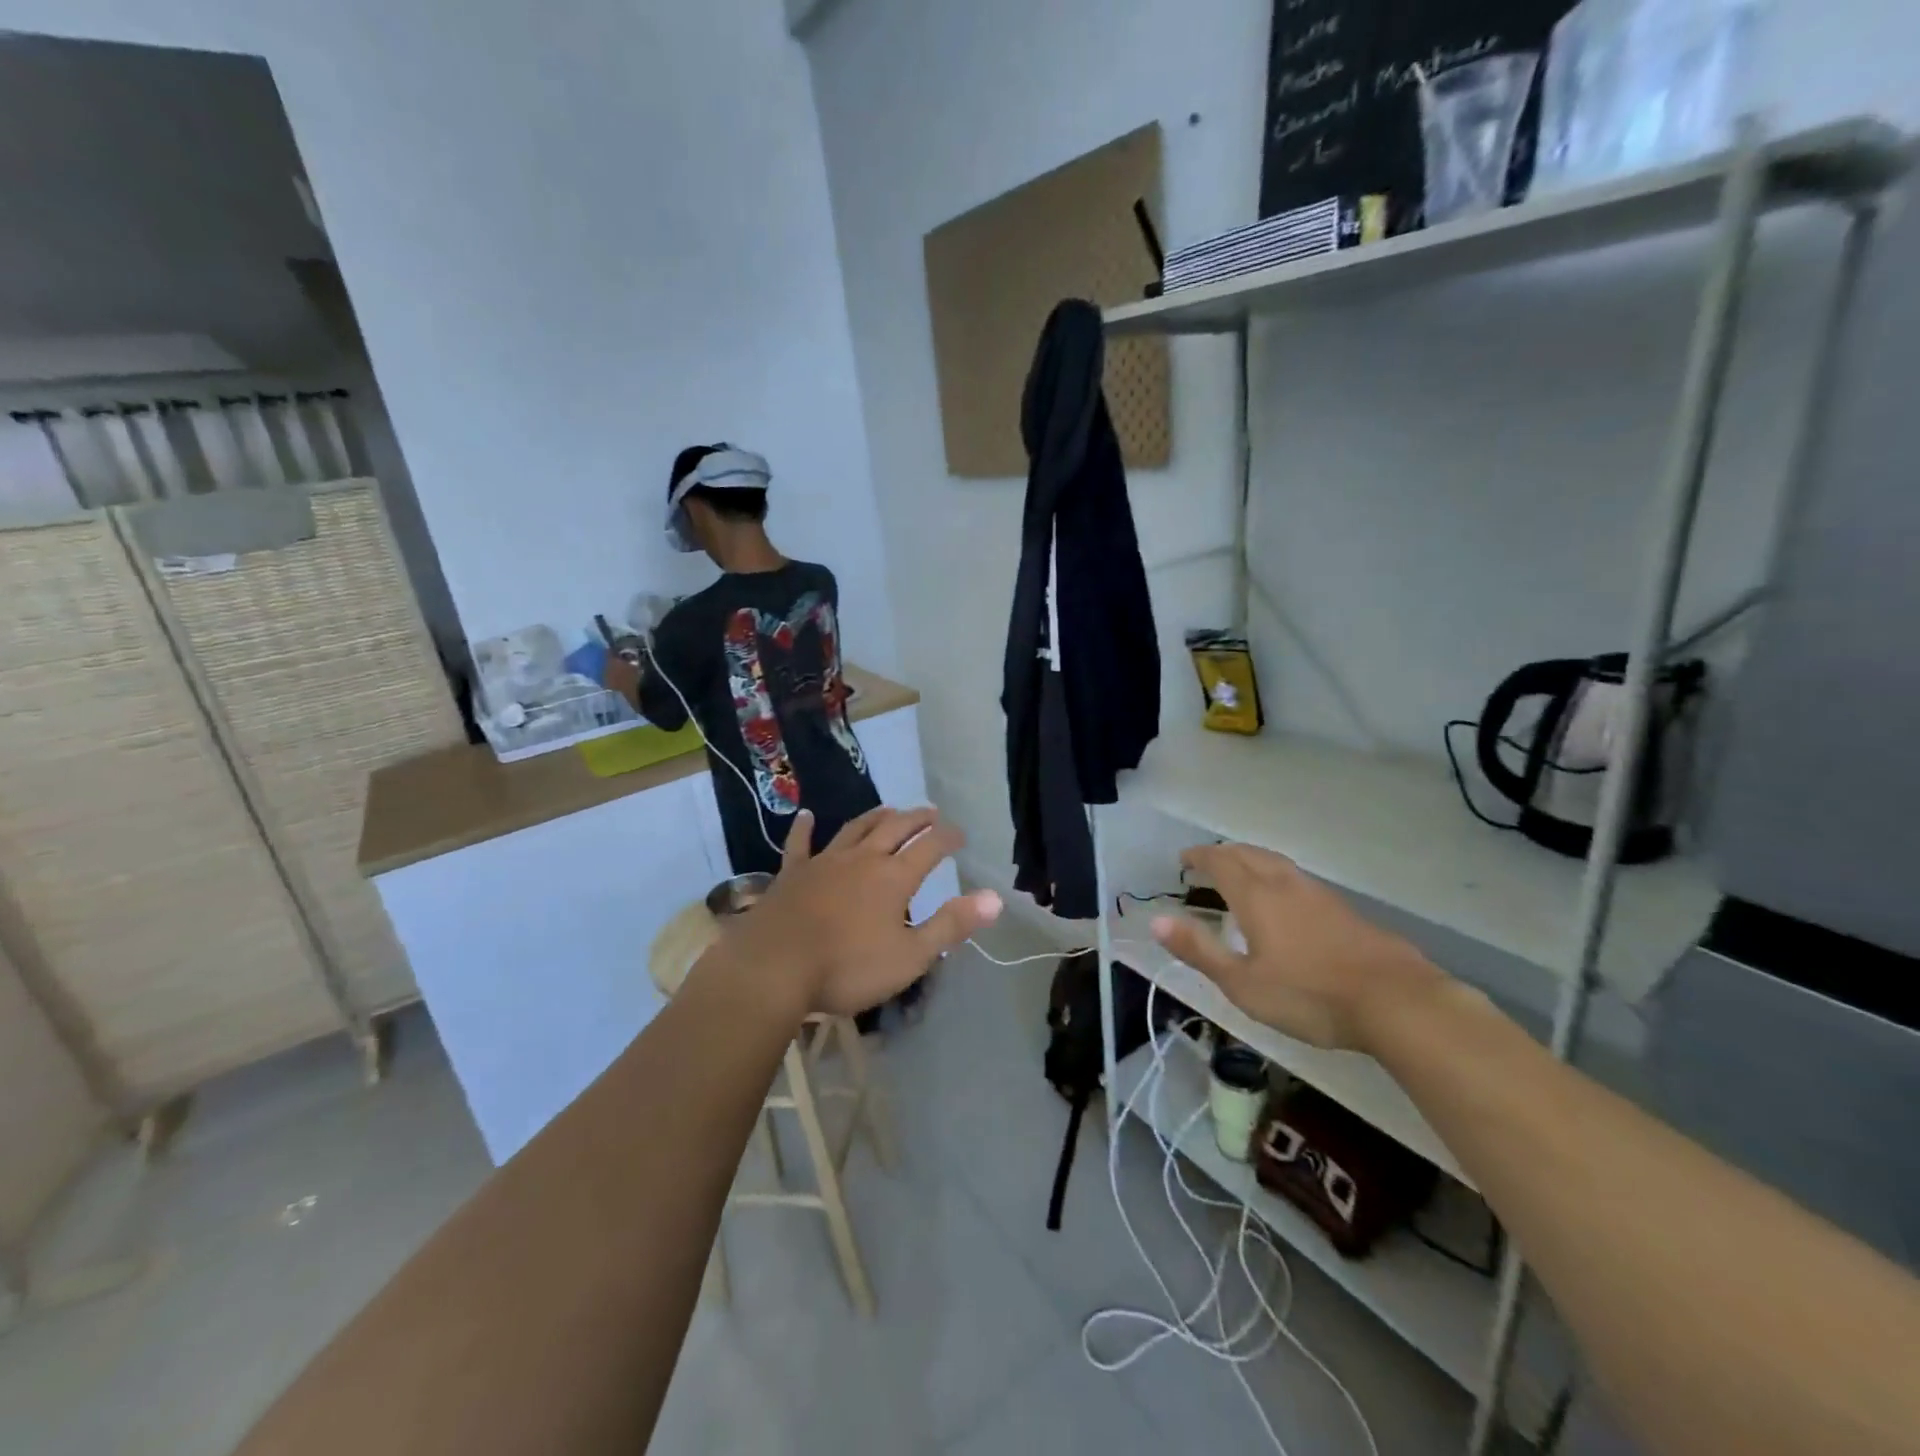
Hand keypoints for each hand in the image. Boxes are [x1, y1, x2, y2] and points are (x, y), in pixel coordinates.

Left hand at [719, 807, 1001, 1017]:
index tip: (961, 833)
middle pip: (895, 829)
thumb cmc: (847, 967)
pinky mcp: (792, 874)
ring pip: (855, 829)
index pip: (930, 848)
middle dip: (917, 819)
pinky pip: (800, 844)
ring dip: (875, 817)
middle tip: (931, 812)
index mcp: (893, 878)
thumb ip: (952, 925)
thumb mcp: (910, 956)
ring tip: (889, 809)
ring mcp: (824, 862)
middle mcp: (862, 859)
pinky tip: (805, 816)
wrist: (774, 968)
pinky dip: (805, 829)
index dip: (948, 837)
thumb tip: (995, 898)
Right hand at [1150, 844, 1442, 1051]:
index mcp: (1256, 897)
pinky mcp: (1345, 912)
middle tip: (1208, 860)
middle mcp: (1286, 885)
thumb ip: (1199, 950)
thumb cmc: (1309, 995)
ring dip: (1253, 860)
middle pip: (1250, 854)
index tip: (1183, 859)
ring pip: (1278, 863)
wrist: (1396, 1002)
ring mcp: (1320, 895)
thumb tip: (1156, 920)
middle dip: (1224, 853)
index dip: (1200, 857)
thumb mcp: (1243, 983)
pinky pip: (1299, 880)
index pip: (1221, 862)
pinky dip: (1278, 876)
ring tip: (1242, 871)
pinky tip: (1286, 900)